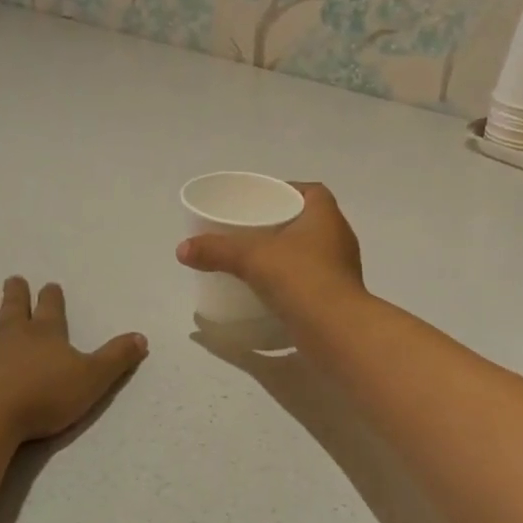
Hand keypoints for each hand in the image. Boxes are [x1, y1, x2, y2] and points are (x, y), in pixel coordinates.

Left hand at [0, 278, 146, 444]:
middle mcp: (9, 329)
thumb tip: (141, 337)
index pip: (51, 307)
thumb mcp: (92, 381)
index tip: (50, 286)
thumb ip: (116, 358)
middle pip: (14, 304)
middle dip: (17, 292)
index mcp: (45, 332)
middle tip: (15, 279)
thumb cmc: (41, 399)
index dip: (51, 297)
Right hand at [175, 182, 364, 308]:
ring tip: (256, 258)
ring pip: (311, 252)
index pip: (312, 192)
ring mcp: (341, 270)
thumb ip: (217, 251)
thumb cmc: (301, 279)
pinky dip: (292, 280)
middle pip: (309, 221)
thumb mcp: (252, 258)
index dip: (289, 190)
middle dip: (282, 223)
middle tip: (251, 228)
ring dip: (287, 253)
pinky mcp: (336, 297)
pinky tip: (270, 288)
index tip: (263, 199)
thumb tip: (182, 250)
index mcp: (326, 217)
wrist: (337, 332)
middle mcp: (339, 239)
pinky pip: (311, 279)